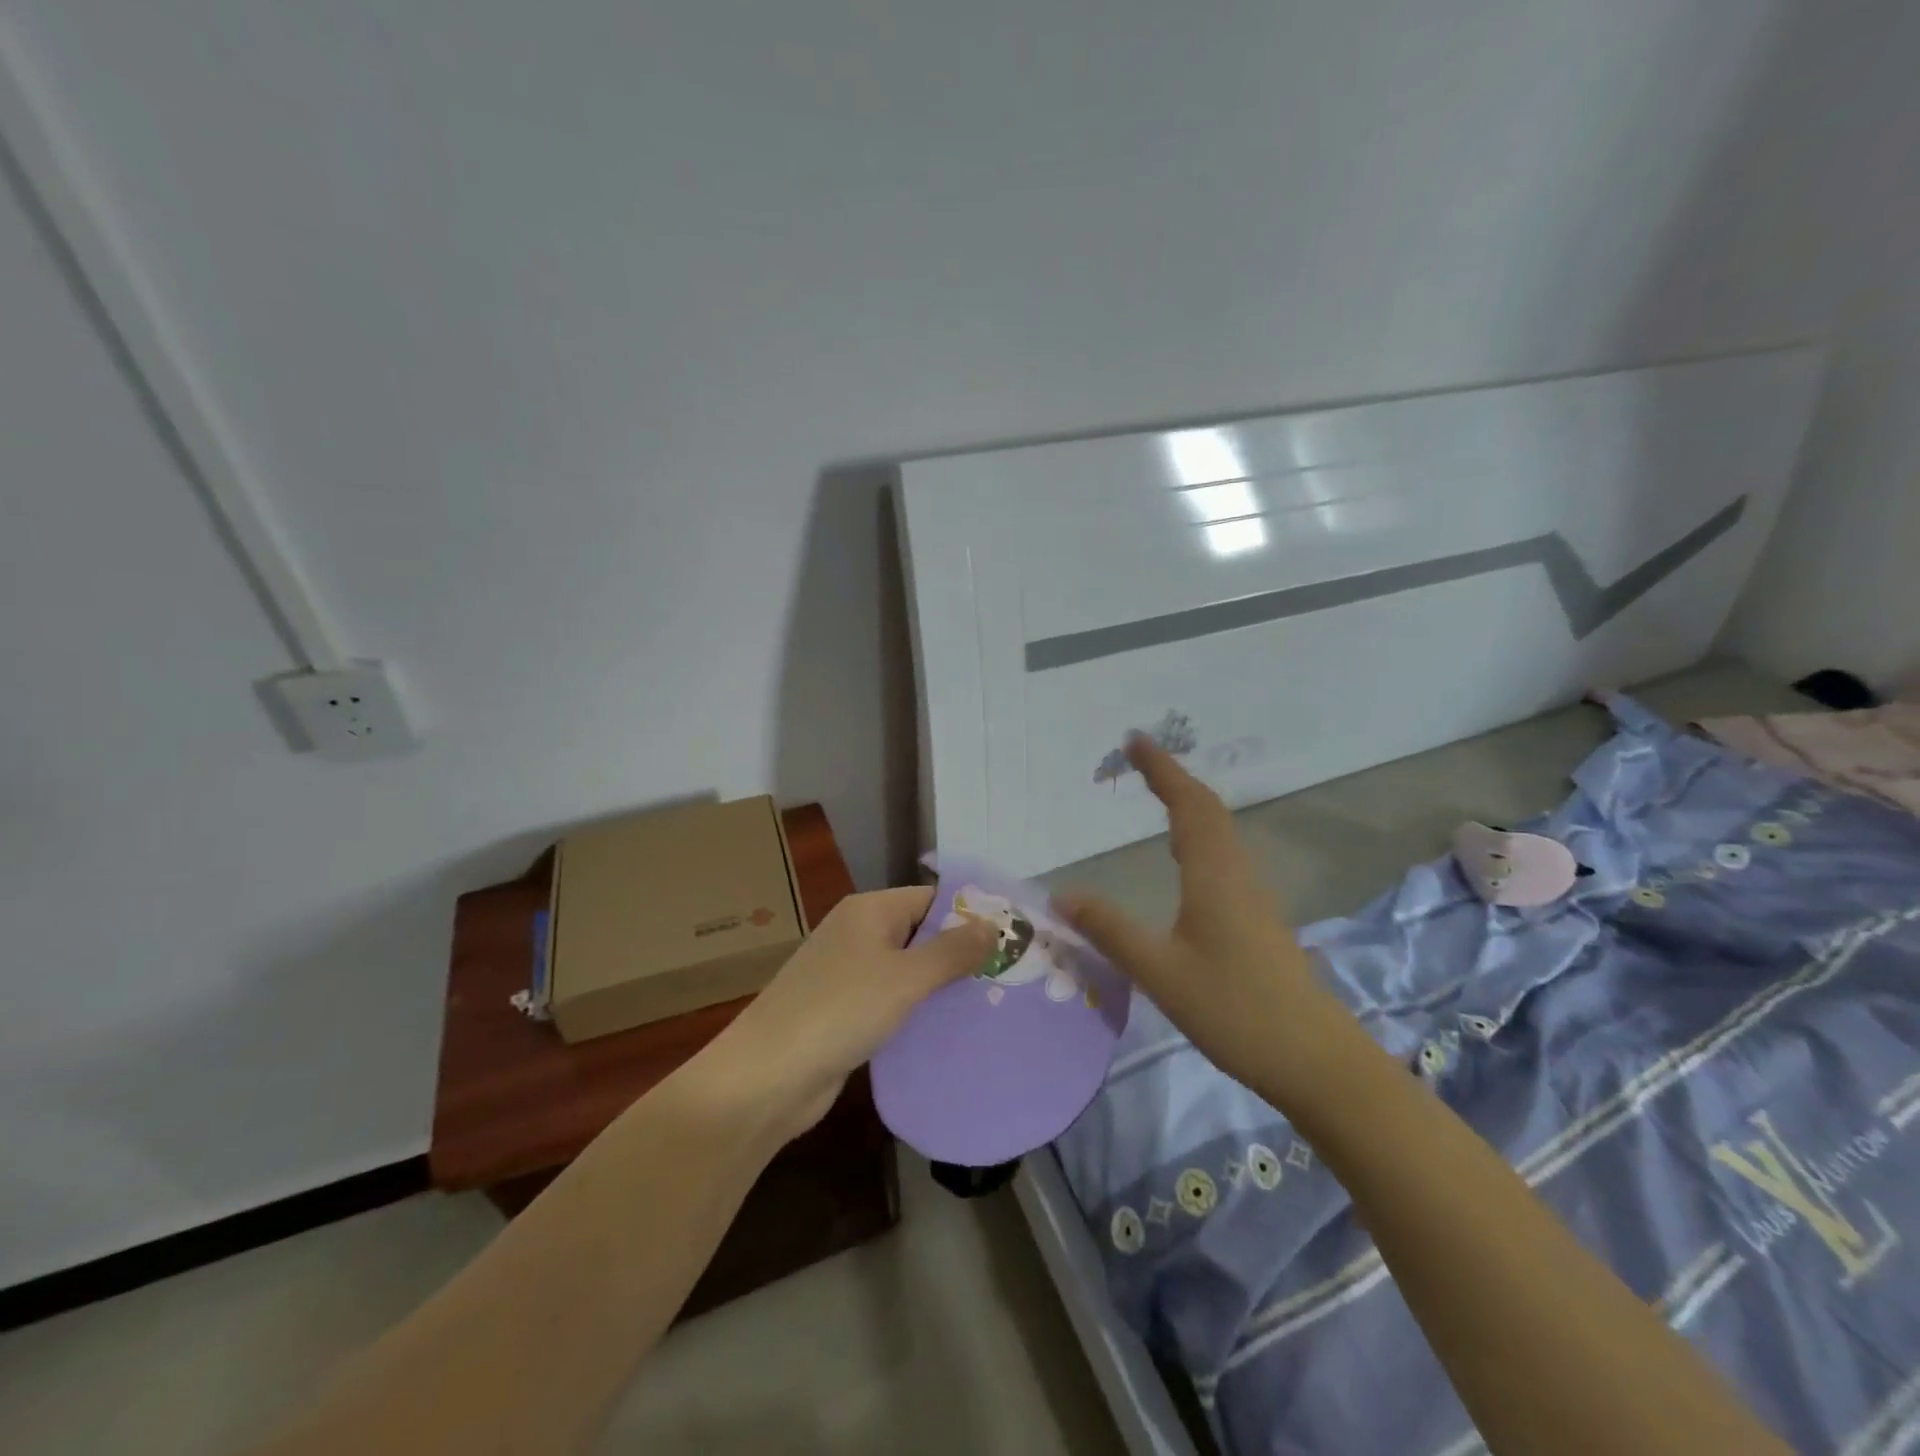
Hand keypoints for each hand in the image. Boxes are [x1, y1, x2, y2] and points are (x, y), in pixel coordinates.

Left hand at [716, 887, 996, 1136]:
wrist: (767, 1076)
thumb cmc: (840, 1011)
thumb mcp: (905, 978)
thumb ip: (951, 951)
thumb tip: (992, 925)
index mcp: (870, 911)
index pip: (931, 898)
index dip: (971, 913)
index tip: (1012, 936)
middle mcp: (859, 934)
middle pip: (921, 933)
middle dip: (961, 952)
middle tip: (1012, 974)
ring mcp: (849, 974)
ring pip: (908, 971)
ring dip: (942, 985)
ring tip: (994, 1002)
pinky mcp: (845, 1012)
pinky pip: (892, 1001)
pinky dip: (919, 1011)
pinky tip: (952, 1029)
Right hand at [1054, 736, 1353, 1104]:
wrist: (1315, 1059)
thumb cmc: (1234, 1010)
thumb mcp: (1160, 972)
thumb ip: (1110, 930)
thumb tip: (1062, 894)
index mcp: (1213, 875)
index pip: (1187, 805)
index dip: (1161, 769)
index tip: (1134, 741)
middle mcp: (1236, 874)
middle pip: (1207, 810)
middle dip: (1173, 779)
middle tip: (1138, 760)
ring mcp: (1252, 896)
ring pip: (1219, 832)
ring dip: (1189, 804)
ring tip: (1158, 796)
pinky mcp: (1257, 918)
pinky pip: (1224, 855)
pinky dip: (1199, 835)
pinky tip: (1186, 859)